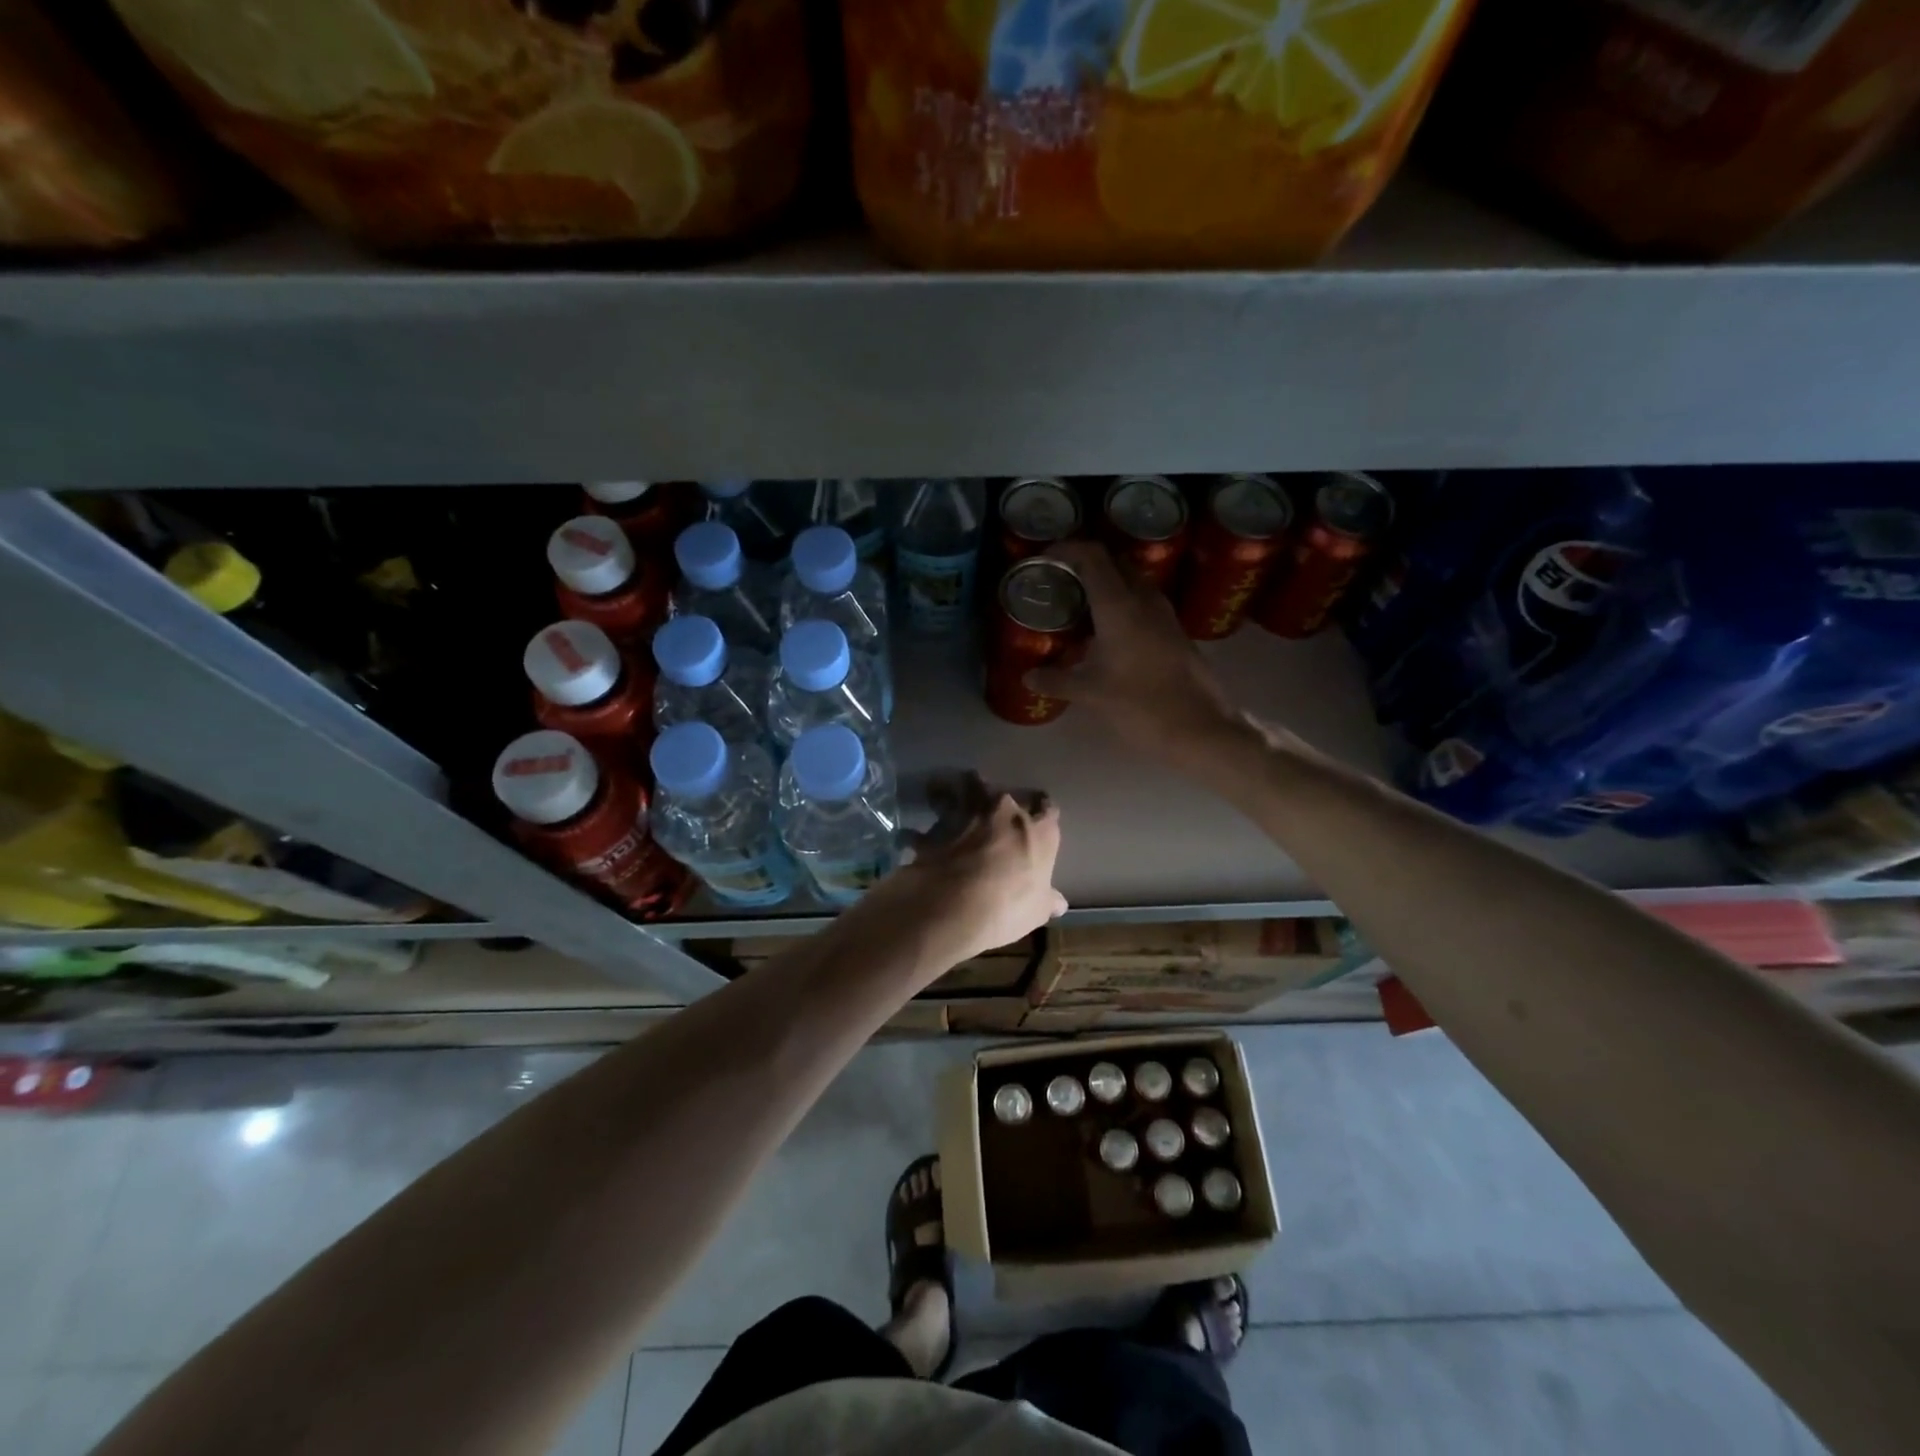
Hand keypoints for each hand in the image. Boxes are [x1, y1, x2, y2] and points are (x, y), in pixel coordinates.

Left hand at [888, 789, 1066, 965]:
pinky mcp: (934, 827)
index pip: (1047, 809)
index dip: (1042, 814)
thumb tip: (1059, 903)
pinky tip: (915, 838)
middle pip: (1003, 792)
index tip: (1037, 820)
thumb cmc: (1009, 907)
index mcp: (1037, 829)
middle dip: (997, 800)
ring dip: (958, 794)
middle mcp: (1003, 811)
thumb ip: (1047, 900)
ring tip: (952, 803)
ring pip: (963, 787)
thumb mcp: (1036, 911)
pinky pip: (928, 822)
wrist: (954, 906)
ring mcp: (966, 814)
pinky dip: (922, 829)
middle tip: (991, 812)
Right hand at [1026, 540, 1244, 766]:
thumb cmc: (1142, 705)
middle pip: (1114, 563)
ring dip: (1106, 584)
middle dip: (1085, 564)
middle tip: (1059, 582)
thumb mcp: (1092, 694)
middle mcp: (1144, 600)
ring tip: (1079, 606)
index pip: (1092, 557)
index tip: (1044, 558)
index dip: (1066, 549)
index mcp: (1120, 606)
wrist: (1201, 729)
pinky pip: (1144, 603)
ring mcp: (1164, 615)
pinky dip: (1122, 604)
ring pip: (1132, 582)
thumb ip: (1057, 681)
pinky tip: (1106, 632)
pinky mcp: (1175, 632)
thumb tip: (1028, 677)